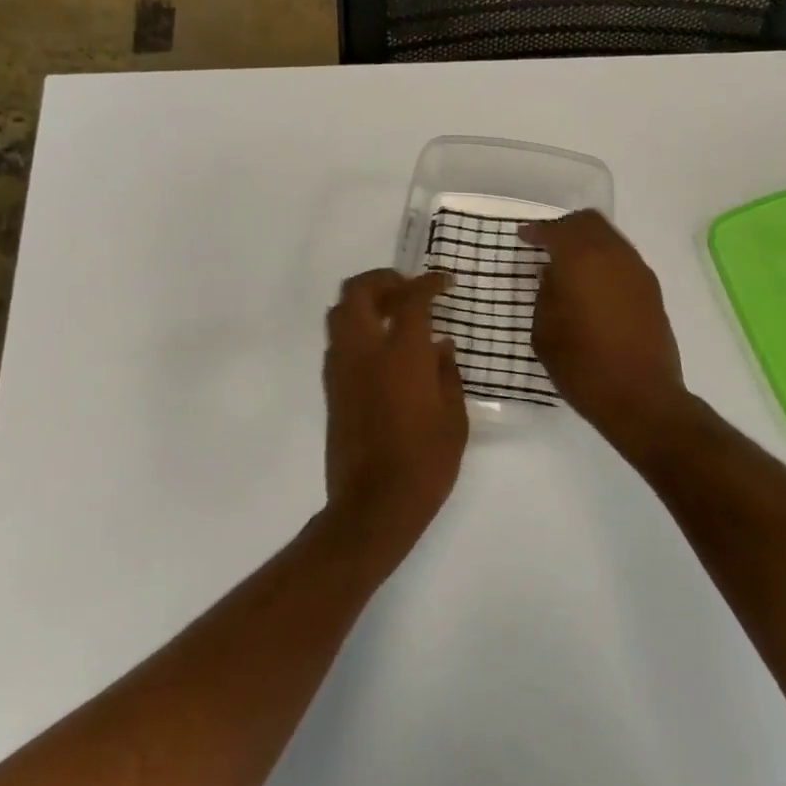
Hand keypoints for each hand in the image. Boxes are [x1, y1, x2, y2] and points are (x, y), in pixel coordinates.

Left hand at [322, 270, 468, 543]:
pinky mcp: (330, 389)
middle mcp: (364, 352)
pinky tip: (379, 350)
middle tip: (407, 290)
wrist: (373, 505)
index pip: (411, 299)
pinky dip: (355, 331)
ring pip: (338, 313)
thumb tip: (441, 345)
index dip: (429, 283)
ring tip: (391, 315)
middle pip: (358, 291)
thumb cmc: (425, 462)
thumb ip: (447, 373)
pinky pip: (337, 342)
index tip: (445, 283)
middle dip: (382, 280)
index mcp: (402, 354)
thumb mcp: (454, 417)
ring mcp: (341, 369)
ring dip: (363, 303)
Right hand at [519, 211, 692, 450]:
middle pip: (589, 222)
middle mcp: (613, 255)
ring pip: (610, 237)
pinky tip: (592, 284)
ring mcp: (637, 270)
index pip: (556, 231)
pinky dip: (605, 260)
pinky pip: (623, 259)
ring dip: (588, 242)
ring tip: (569, 265)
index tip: (523, 237)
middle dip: (565, 227)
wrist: (641, 397)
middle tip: (547, 243)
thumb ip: (546, 294)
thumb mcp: (545, 331)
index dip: (536, 231)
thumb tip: (554, 274)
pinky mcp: (652, 290)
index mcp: (581, 259)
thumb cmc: (582, 365)